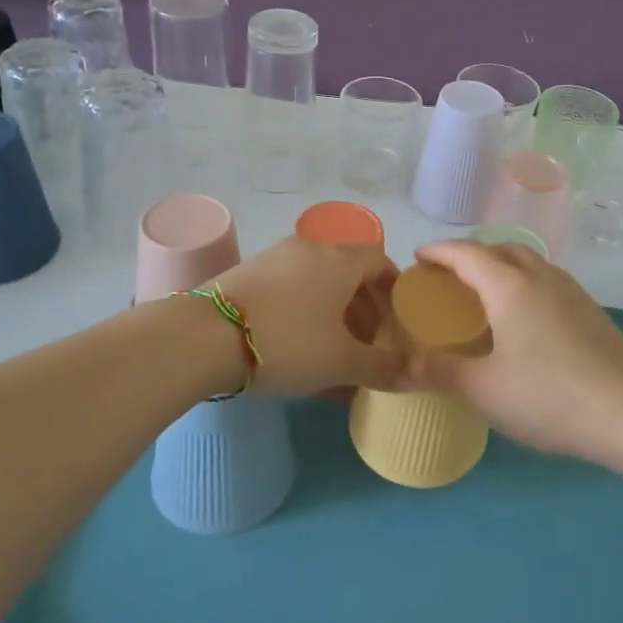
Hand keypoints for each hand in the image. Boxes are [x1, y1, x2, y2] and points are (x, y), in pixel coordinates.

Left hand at [214, 236, 403, 395]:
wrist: (204, 336)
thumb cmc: (287, 341)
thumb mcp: (340, 361)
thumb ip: (382, 367)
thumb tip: (419, 374)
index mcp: (340, 259)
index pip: (380, 260)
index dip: (393, 290)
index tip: (397, 321)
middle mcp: (311, 247)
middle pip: (349, 272)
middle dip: (364, 307)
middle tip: (368, 344)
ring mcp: (276, 257)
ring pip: (318, 281)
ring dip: (333, 313)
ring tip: (333, 352)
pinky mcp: (248, 273)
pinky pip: (291, 288)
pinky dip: (304, 312)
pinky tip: (297, 349)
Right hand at [405, 241, 622, 459]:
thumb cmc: (550, 396)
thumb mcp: (485, 390)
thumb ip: (442, 372)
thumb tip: (406, 364)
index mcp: (510, 286)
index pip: (467, 253)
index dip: (439, 251)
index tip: (418, 258)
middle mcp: (541, 276)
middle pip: (500, 249)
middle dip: (470, 255)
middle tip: (448, 278)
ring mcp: (571, 291)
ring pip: (528, 262)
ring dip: (501, 267)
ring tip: (484, 295)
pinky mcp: (591, 310)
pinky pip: (546, 281)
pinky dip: (523, 284)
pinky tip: (523, 320)